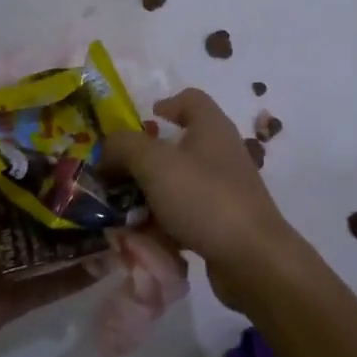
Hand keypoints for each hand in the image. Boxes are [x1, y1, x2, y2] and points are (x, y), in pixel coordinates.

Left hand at [0, 171, 90, 356]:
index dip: (20, 169)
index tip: (59, 153)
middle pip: (16, 213)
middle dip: (51, 200)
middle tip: (95, 184)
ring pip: (34, 248)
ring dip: (66, 237)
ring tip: (108, 219)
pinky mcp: (3, 306)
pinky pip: (41, 286)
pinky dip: (70, 277)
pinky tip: (103, 264)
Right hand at [101, 89, 322, 308]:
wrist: (252, 257)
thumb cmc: (204, 198)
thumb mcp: (155, 164)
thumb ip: (124, 147)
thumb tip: (105, 149)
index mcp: (211, 127)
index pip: (190, 99)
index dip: (165, 104)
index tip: (140, 122)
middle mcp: (221, 152)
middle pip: (177, 144)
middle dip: (143, 159)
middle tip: (114, 175)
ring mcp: (224, 188)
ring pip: (178, 182)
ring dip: (149, 195)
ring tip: (120, 212)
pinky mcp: (223, 220)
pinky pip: (186, 213)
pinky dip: (164, 222)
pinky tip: (144, 238)